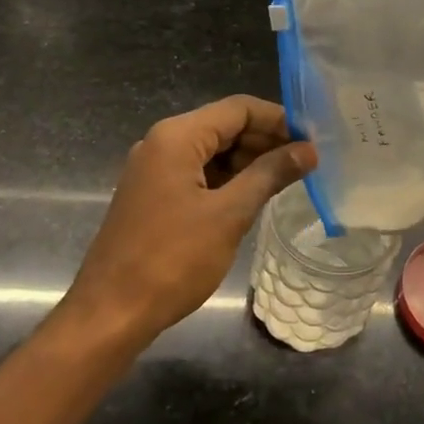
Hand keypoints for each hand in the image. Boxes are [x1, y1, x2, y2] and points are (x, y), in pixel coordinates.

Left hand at [65, 96, 316, 344]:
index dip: (279, 119)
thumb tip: (308, 150)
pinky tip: (255, 196)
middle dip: (266, 140)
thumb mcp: (229, 215)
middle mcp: (162, 143)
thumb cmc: (172, 259)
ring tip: (289, 179)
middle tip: (307, 162)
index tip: (313, 139)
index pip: (239, 109)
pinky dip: (228, 180)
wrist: (110, 314)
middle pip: (225, 126)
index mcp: (177, 137)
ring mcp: (154, 170)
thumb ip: (270, 174)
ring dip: (249, 161)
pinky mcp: (153, 195)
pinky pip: (198, 173)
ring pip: (212, 151)